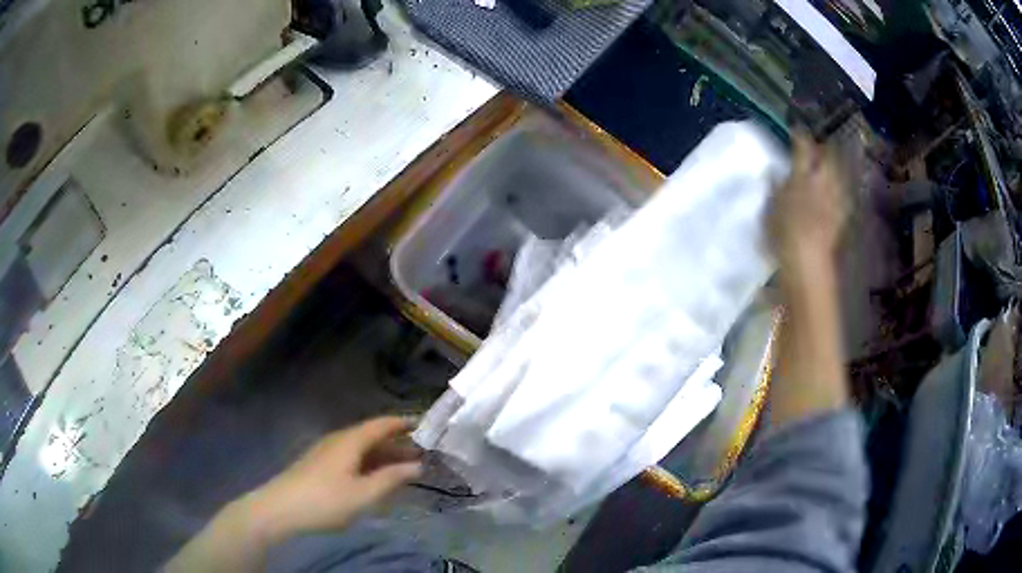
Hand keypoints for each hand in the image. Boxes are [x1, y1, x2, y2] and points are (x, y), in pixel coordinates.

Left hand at [247, 416, 422, 540]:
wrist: (279, 509)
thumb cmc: (325, 501)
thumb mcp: (363, 495)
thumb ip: (391, 479)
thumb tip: (417, 465)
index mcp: (350, 441)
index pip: (381, 424)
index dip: (404, 423)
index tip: (426, 425)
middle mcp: (338, 440)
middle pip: (372, 435)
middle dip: (397, 443)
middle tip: (422, 453)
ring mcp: (326, 452)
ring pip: (361, 448)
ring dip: (383, 455)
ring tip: (403, 467)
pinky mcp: (319, 464)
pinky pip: (351, 457)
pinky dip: (369, 463)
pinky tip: (374, 478)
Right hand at [768, 132, 848, 276]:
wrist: (808, 263)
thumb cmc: (784, 233)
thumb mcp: (770, 208)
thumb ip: (774, 187)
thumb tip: (773, 171)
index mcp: (802, 174)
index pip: (803, 146)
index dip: (799, 136)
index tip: (795, 130)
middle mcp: (822, 180)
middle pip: (826, 156)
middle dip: (821, 148)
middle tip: (814, 147)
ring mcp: (835, 197)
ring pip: (837, 172)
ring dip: (832, 165)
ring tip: (826, 164)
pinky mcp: (842, 214)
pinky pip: (843, 191)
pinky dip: (838, 186)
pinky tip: (835, 189)